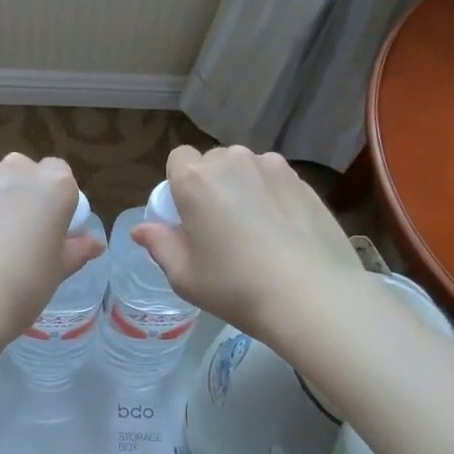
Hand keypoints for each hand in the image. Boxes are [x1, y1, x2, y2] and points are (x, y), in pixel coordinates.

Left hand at [0, 153, 103, 347]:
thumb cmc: (20, 287)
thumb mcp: (56, 273)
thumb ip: (75, 251)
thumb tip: (95, 244)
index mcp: (52, 186)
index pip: (61, 174)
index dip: (58, 201)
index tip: (52, 229)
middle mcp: (13, 171)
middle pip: (23, 173)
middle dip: (24, 195)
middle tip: (21, 237)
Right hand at [131, 144, 362, 348]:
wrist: (311, 295)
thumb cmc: (235, 287)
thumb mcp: (184, 276)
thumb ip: (159, 245)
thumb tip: (142, 229)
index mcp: (195, 180)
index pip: (178, 158)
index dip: (179, 184)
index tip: (188, 215)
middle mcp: (233, 161)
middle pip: (213, 162)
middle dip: (212, 184)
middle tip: (220, 226)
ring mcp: (273, 167)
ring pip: (247, 168)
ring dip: (244, 186)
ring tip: (256, 228)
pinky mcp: (304, 181)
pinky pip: (275, 180)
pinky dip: (272, 196)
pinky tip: (283, 231)